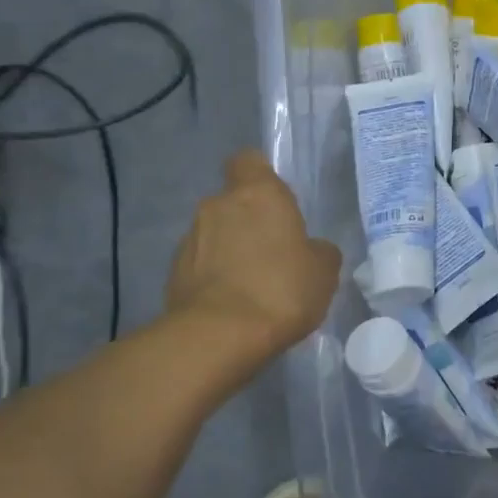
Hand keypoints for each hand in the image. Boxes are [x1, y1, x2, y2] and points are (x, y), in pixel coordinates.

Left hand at [167, 151, 340, 356]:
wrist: (219, 336)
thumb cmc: (281, 290)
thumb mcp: (324, 271)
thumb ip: (319, 250)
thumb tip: (310, 249)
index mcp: (258, 193)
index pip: (249, 161)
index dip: (261, 176)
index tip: (277, 202)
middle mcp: (218, 205)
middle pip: (234, 202)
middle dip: (250, 222)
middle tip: (274, 253)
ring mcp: (190, 238)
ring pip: (216, 234)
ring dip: (231, 250)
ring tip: (253, 286)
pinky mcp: (173, 272)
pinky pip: (201, 265)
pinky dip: (214, 277)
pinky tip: (233, 305)